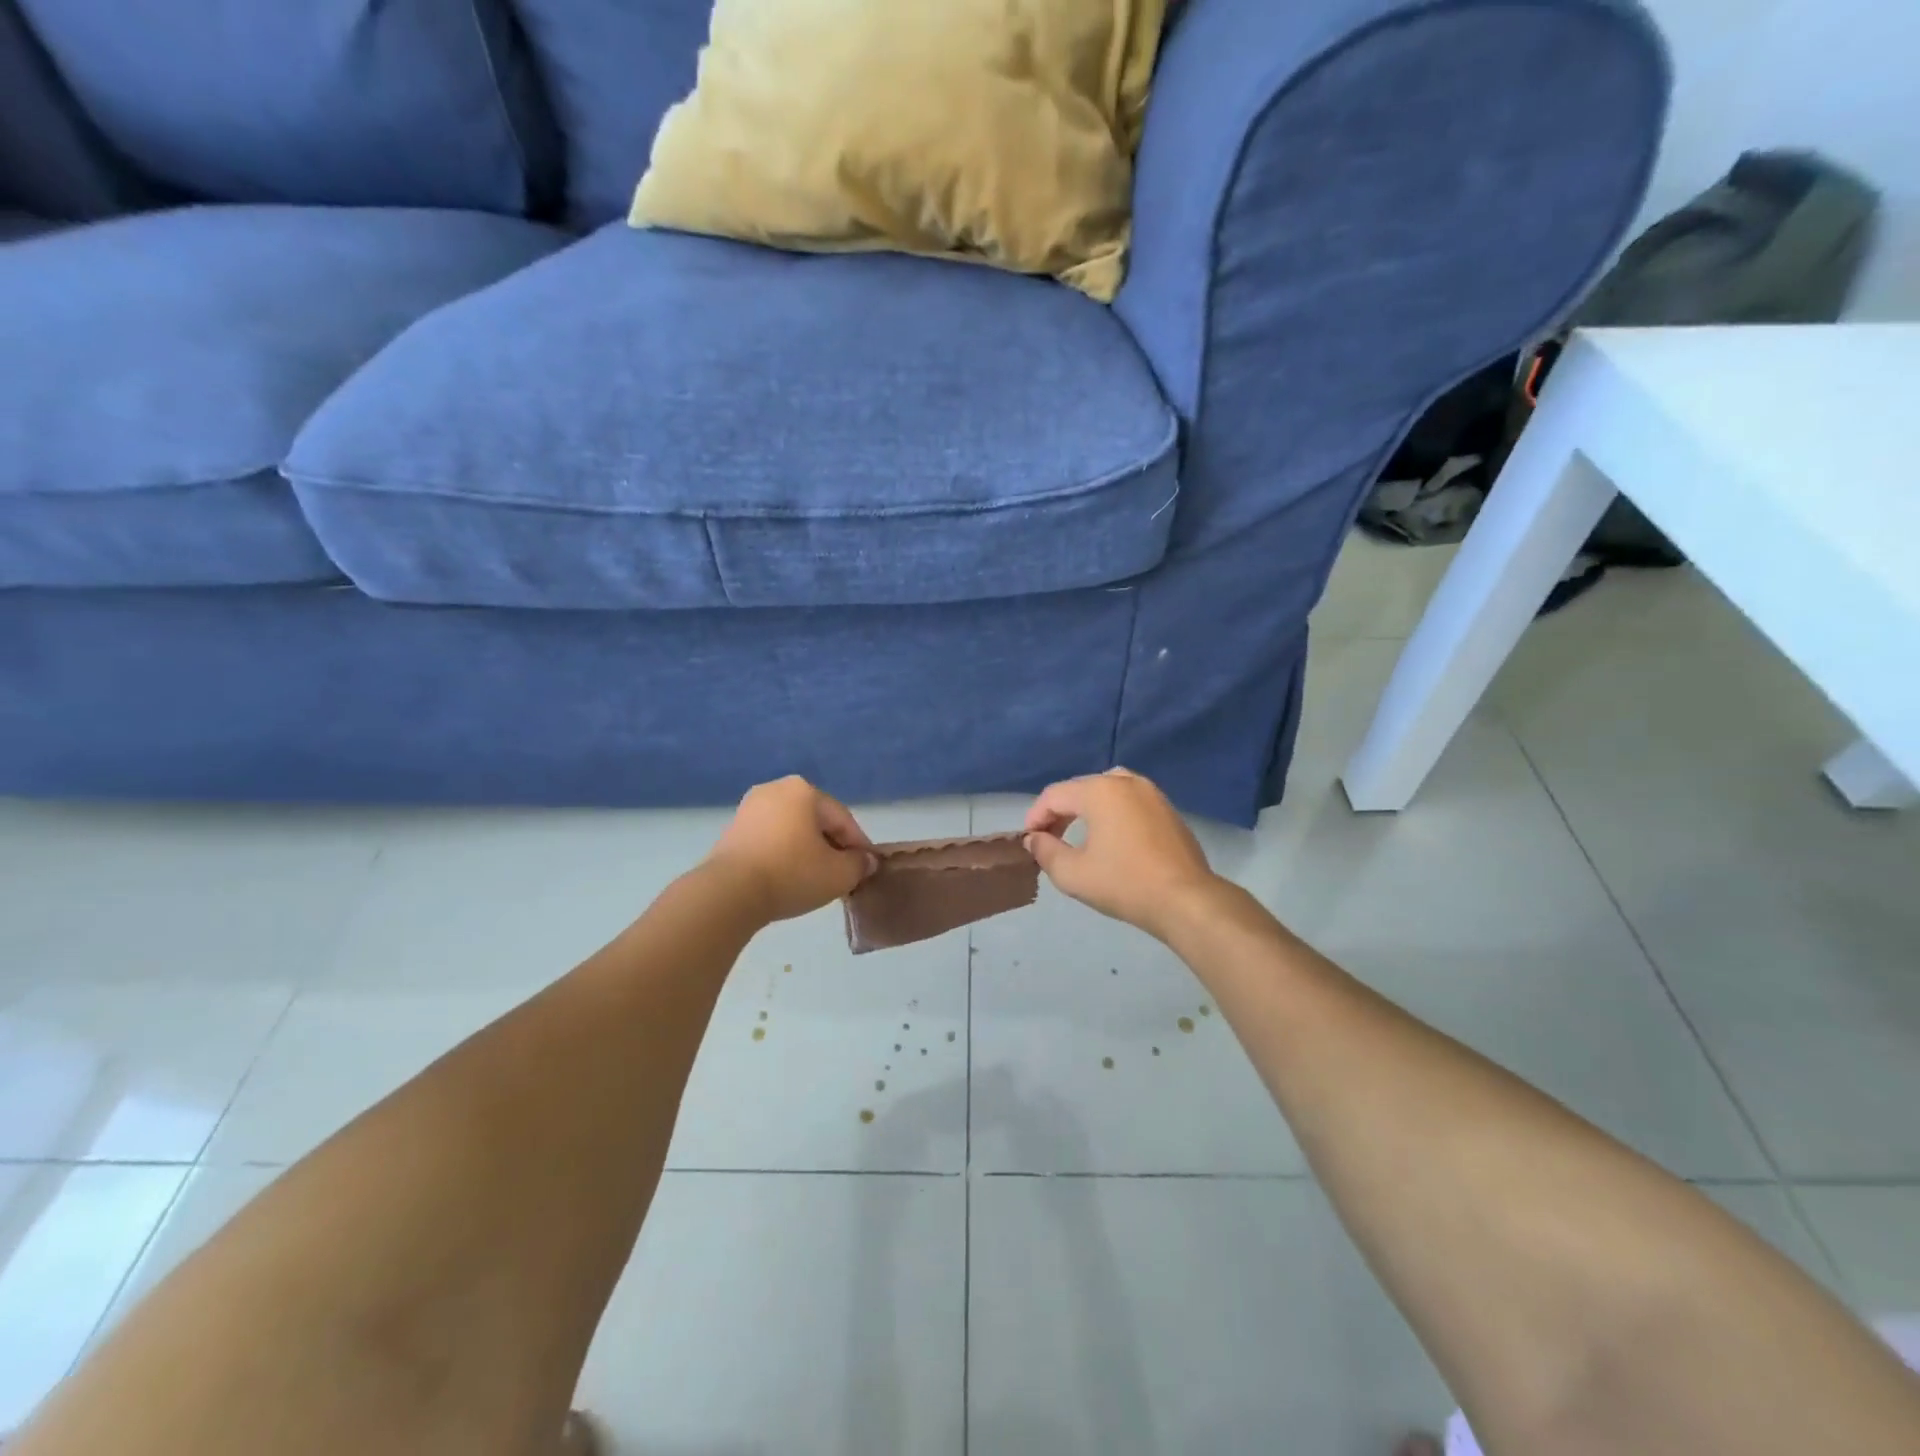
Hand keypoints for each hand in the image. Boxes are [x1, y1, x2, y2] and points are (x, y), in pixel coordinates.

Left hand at [704, 776, 876, 923]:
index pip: (843, 819)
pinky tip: (787, 878)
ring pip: (792, 830)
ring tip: (815, 879)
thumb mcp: (839, 874)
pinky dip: (783, 855)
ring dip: (807, 851)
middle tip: (841, 875)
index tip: (866, 869)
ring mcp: (749, 808)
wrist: (729, 893)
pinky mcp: (731, 830)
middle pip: (816, 821)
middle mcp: (775, 789)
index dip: (859, 846)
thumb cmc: (791, 874)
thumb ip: (859, 864)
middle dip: (831, 846)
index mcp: (804, 790)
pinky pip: (770, 840)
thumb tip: (866, 861)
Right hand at [1024, 768, 1220, 940]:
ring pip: (1106, 790)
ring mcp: (1151, 793)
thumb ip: (1046, 852)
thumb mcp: (1073, 874)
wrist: (1186, 900)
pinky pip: (1129, 800)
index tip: (1029, 841)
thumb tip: (1035, 839)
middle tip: (1048, 839)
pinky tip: (1110, 839)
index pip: (1054, 795)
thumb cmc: (1125, 884)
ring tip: (1077, 835)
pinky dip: (1112, 812)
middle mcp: (1126, 781)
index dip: (1035, 816)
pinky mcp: (1167, 809)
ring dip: (1086, 809)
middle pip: (1080, 788)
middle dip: (1059, 812)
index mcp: (1100, 791)